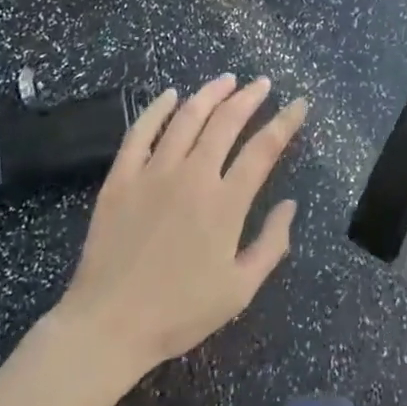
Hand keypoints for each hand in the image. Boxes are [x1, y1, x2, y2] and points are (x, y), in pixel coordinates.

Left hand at [52, 76, 305, 380]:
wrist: (108, 325)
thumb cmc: (179, 312)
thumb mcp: (239, 289)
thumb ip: (271, 244)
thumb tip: (289, 204)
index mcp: (226, 203)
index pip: (263, 149)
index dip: (285, 122)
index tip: (298, 104)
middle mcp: (193, 176)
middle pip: (226, 122)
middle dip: (249, 97)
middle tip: (262, 83)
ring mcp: (153, 173)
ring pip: (186, 118)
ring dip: (210, 94)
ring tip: (226, 80)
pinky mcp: (120, 179)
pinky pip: (140, 133)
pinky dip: (157, 109)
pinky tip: (170, 95)